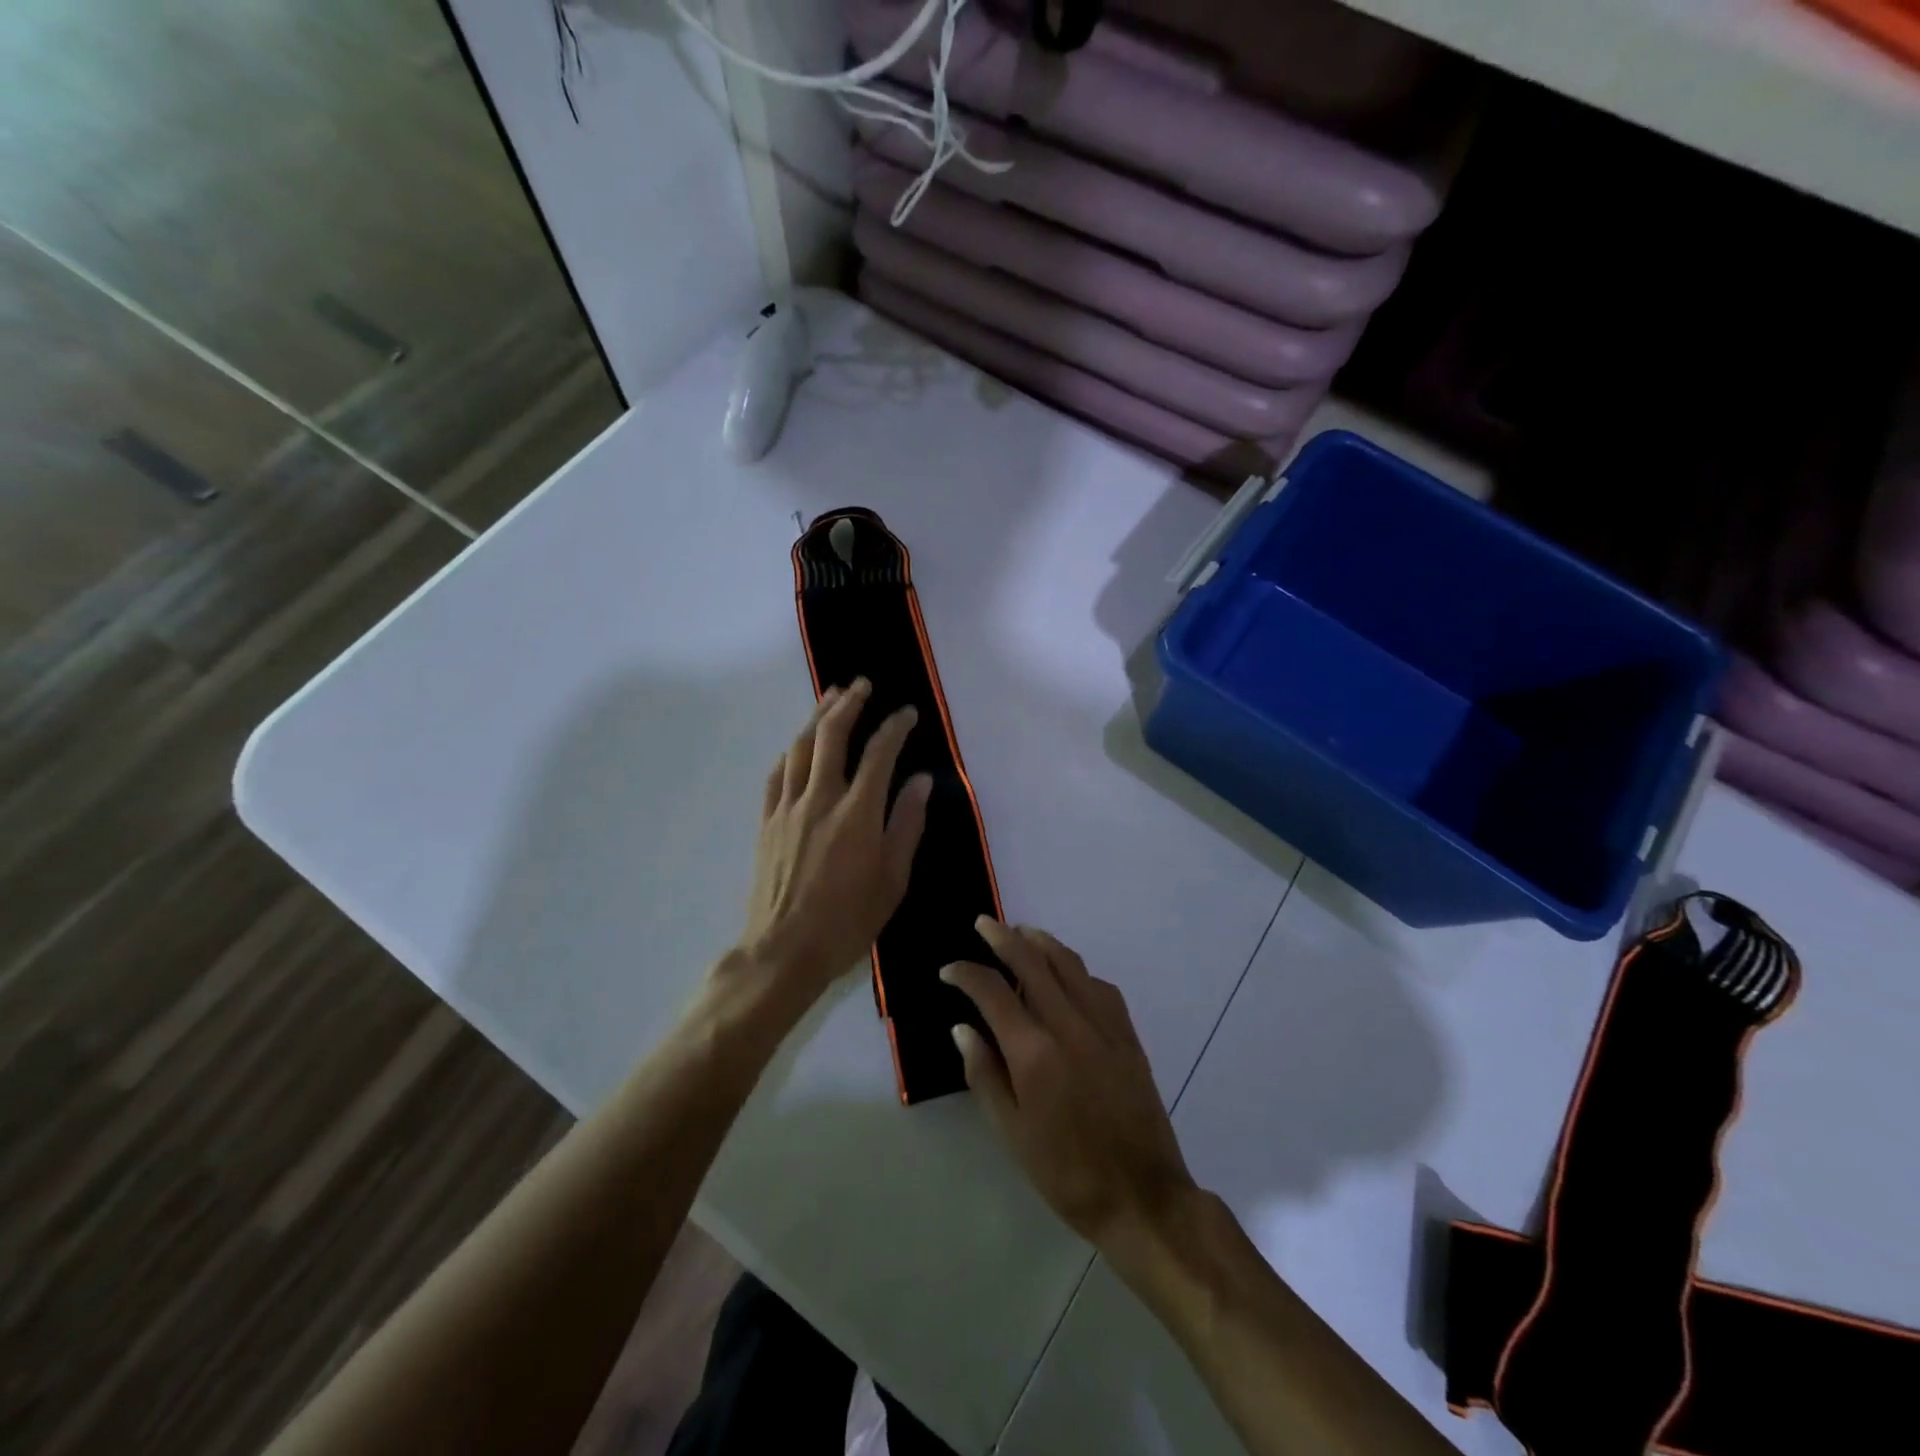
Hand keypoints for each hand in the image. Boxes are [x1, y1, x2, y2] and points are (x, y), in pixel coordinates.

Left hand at [729, 679, 931, 1016]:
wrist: (784, 950)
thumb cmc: (848, 921)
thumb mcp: (893, 880)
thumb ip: (907, 825)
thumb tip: (920, 782)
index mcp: (857, 813)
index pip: (879, 754)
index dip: (895, 727)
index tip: (907, 714)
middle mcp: (820, 799)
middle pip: (832, 735)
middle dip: (849, 704)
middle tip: (862, 684)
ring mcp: (788, 807)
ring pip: (801, 747)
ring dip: (818, 717)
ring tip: (832, 697)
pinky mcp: (767, 821)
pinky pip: (777, 773)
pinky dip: (791, 751)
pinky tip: (798, 744)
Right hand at [941, 920, 1197, 1252]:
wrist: (1142, 1196)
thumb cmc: (1066, 1173)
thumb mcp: (1012, 1133)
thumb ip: (984, 1074)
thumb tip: (962, 1028)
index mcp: (1034, 1053)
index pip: (992, 993)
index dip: (966, 974)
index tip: (949, 971)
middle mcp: (1069, 1026)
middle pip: (1032, 963)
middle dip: (1003, 937)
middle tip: (984, 923)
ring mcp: (1104, 1026)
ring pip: (1069, 964)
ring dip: (1041, 942)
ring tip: (1021, 933)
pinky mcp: (1128, 1034)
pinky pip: (1099, 985)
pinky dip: (1076, 969)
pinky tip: (1067, 972)